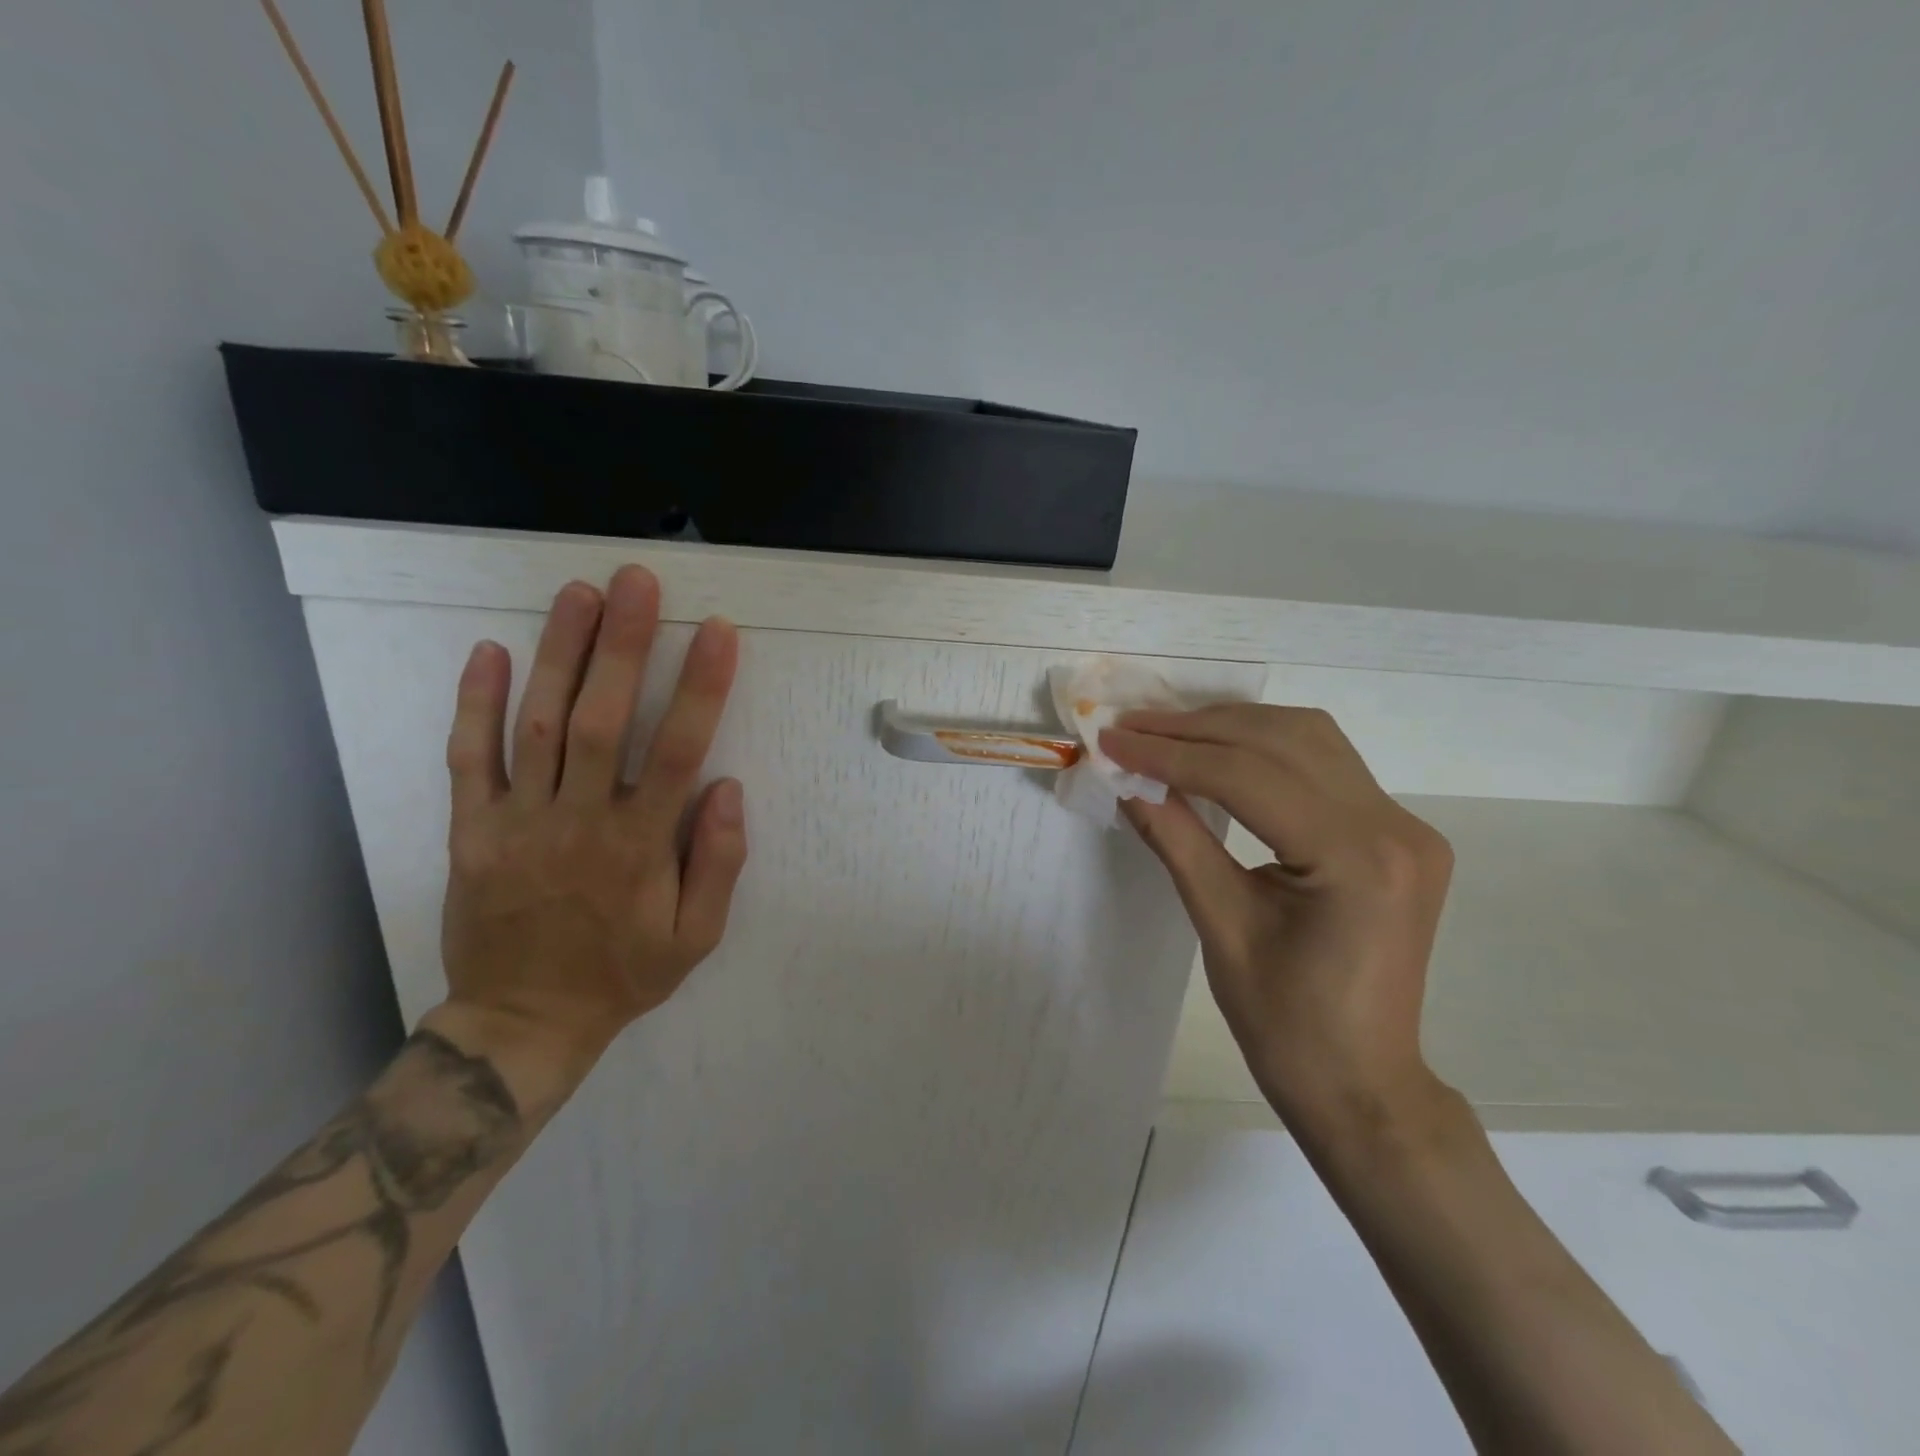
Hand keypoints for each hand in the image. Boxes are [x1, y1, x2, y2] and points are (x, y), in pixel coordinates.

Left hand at [432, 566, 746, 1084]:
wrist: (523, 1023)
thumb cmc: (623, 974)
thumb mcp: (696, 937)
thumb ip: (718, 863)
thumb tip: (728, 788)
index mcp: (640, 846)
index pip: (677, 750)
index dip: (700, 687)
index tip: (719, 633)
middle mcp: (578, 821)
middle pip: (600, 718)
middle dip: (621, 644)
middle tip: (636, 581)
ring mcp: (517, 822)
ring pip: (536, 725)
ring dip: (558, 654)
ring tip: (578, 593)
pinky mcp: (471, 831)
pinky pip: (468, 760)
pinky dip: (474, 703)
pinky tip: (489, 650)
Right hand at [1102, 705, 1453, 1138]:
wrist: (1361, 1081)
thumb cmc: (1285, 1025)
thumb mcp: (1220, 926)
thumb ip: (1175, 838)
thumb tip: (1124, 778)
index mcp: (1356, 860)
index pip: (1249, 777)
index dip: (1171, 754)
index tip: (1111, 741)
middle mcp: (1395, 827)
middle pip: (1283, 741)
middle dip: (1196, 728)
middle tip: (1129, 728)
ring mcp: (1405, 825)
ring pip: (1308, 738)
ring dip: (1231, 726)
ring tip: (1165, 733)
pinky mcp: (1397, 831)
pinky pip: (1325, 763)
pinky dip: (1264, 746)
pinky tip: (1219, 751)